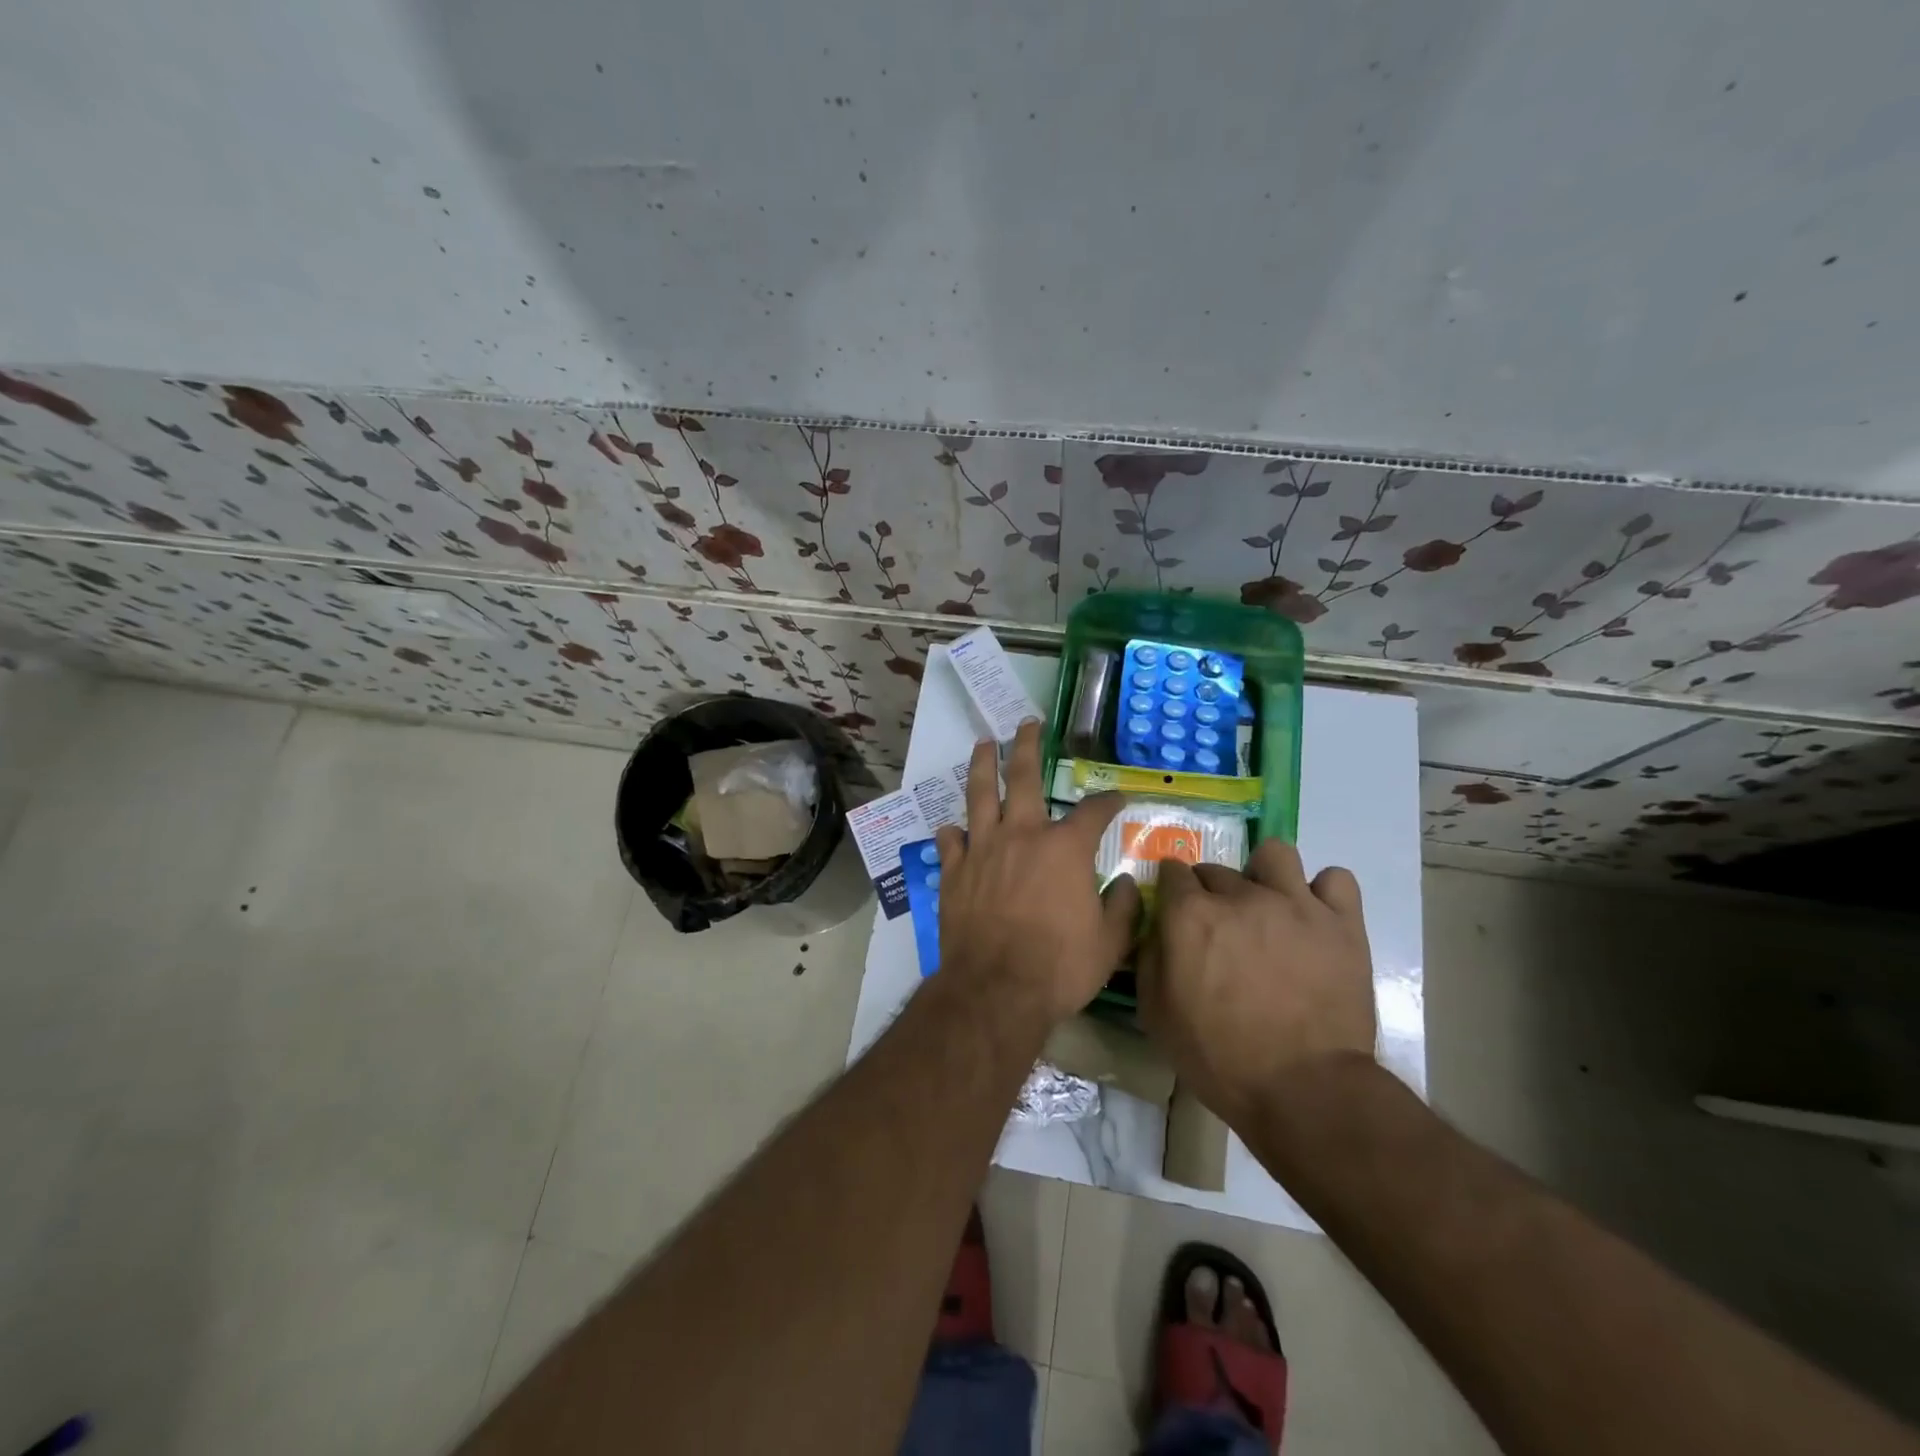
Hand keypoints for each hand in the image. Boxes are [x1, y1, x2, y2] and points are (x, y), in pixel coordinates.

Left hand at [934, 721, 1140, 1022]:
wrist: (995, 990)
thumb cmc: (1059, 966)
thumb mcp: (1110, 943)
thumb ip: (1123, 908)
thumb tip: (1125, 884)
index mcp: (1064, 848)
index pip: (1093, 811)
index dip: (1109, 801)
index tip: (1117, 797)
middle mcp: (1022, 835)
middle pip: (1023, 776)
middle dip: (1028, 745)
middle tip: (1028, 723)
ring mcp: (982, 849)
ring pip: (979, 794)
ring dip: (982, 765)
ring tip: (983, 744)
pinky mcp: (954, 871)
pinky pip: (950, 840)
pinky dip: (955, 832)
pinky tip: (955, 828)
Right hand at [1138, 840, 1375, 1126]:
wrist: (1305, 1090)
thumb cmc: (1220, 1058)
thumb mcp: (1156, 1014)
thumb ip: (1149, 958)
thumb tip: (1157, 928)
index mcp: (1191, 915)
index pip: (1172, 872)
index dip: (1171, 889)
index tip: (1175, 909)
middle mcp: (1240, 896)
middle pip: (1217, 869)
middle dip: (1211, 892)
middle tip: (1220, 929)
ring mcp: (1295, 904)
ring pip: (1275, 854)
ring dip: (1265, 875)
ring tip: (1269, 907)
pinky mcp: (1341, 923)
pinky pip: (1336, 879)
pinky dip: (1324, 893)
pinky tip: (1315, 918)